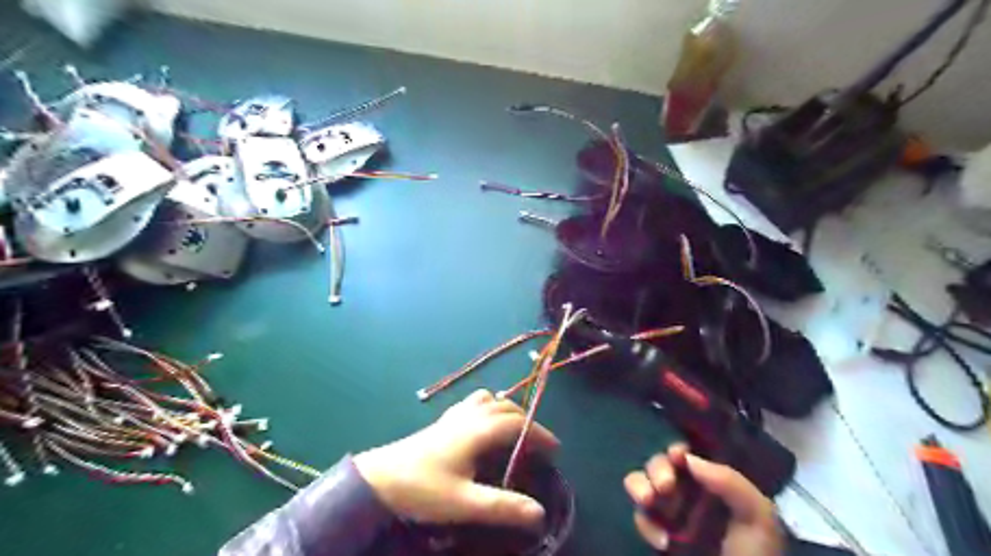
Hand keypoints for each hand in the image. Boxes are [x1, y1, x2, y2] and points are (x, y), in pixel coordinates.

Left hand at [355, 389, 554, 528]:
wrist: (379, 478)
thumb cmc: (422, 488)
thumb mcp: (464, 503)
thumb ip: (502, 506)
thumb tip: (539, 513)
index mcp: (478, 430)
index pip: (517, 423)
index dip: (539, 433)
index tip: (555, 450)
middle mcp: (469, 415)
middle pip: (506, 407)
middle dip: (527, 421)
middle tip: (537, 444)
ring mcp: (454, 415)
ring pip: (489, 399)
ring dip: (507, 410)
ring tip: (514, 431)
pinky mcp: (443, 420)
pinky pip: (473, 402)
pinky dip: (488, 407)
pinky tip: (483, 427)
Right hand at [625, 444, 782, 555]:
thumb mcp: (758, 518)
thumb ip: (729, 481)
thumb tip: (689, 459)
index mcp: (716, 484)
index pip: (690, 455)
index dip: (679, 449)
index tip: (678, 455)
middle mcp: (690, 493)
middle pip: (661, 463)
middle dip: (658, 468)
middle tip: (666, 485)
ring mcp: (671, 513)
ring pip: (641, 482)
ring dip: (640, 486)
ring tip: (648, 500)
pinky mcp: (656, 533)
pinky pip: (640, 516)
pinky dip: (646, 524)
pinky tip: (662, 542)